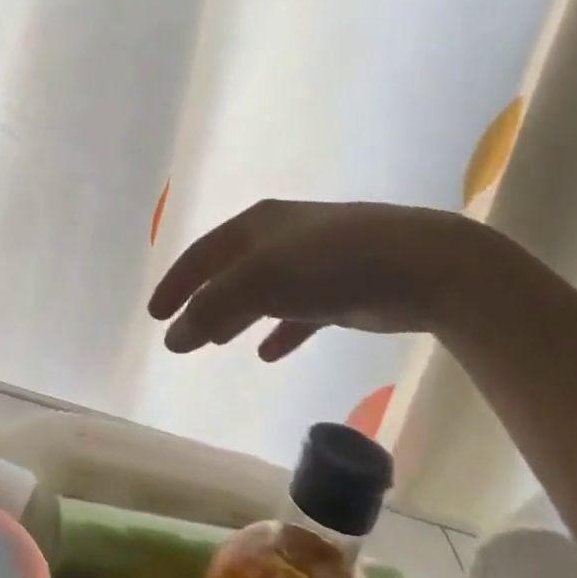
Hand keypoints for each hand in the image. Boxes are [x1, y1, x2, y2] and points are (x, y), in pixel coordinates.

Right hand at [148, 201, 499, 358]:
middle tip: (183, 333)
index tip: (155, 314)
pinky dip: (280, 330)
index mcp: (256, 225)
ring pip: (263, 292)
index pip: (202, 253)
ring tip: (218, 341)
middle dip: (205, 301)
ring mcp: (314, 262)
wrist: (421, 266)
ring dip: (238, 315)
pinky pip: (299, 312)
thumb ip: (212, 308)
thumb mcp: (259, 281)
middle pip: (230, 271)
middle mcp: (281, 238)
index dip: (176, 282)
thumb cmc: (329, 263)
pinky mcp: (343, 290)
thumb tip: (172, 338)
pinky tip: (268, 353)